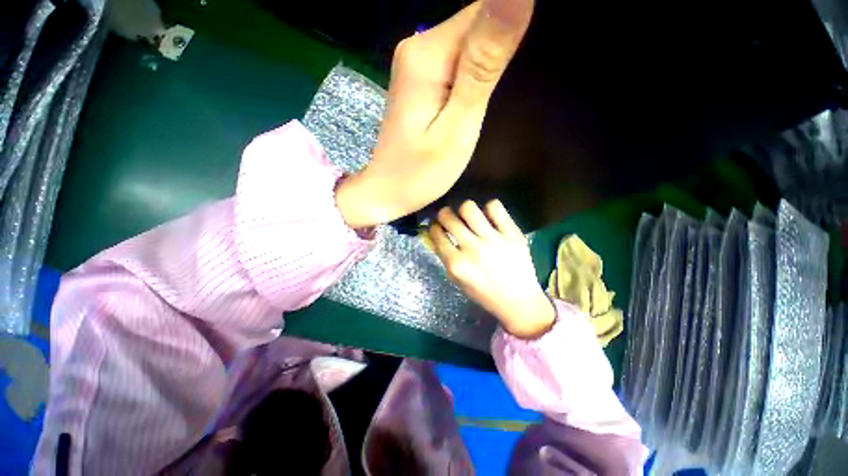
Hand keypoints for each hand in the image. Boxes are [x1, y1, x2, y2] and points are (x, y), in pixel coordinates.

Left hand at [336, 0, 534, 228]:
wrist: (387, 190)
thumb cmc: (420, 173)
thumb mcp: (457, 127)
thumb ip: (483, 67)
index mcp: (428, 54)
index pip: (485, 9)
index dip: (511, 28)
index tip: (515, 71)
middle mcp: (417, 46)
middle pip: (477, 22)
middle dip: (500, 49)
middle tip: (498, 97)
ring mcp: (416, 63)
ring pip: (469, 41)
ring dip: (489, 64)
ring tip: (488, 102)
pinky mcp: (420, 79)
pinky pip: (458, 60)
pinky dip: (474, 74)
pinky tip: (476, 100)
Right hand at [429, 200, 554, 338]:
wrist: (519, 301)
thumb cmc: (484, 294)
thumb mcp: (458, 281)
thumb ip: (445, 258)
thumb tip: (437, 236)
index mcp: (457, 264)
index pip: (437, 234)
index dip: (433, 227)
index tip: (437, 226)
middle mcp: (472, 248)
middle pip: (449, 217)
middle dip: (443, 214)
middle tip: (448, 217)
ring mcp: (493, 239)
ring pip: (469, 208)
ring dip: (463, 209)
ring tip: (467, 216)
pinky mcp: (512, 233)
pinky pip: (495, 207)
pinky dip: (489, 208)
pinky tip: (488, 216)